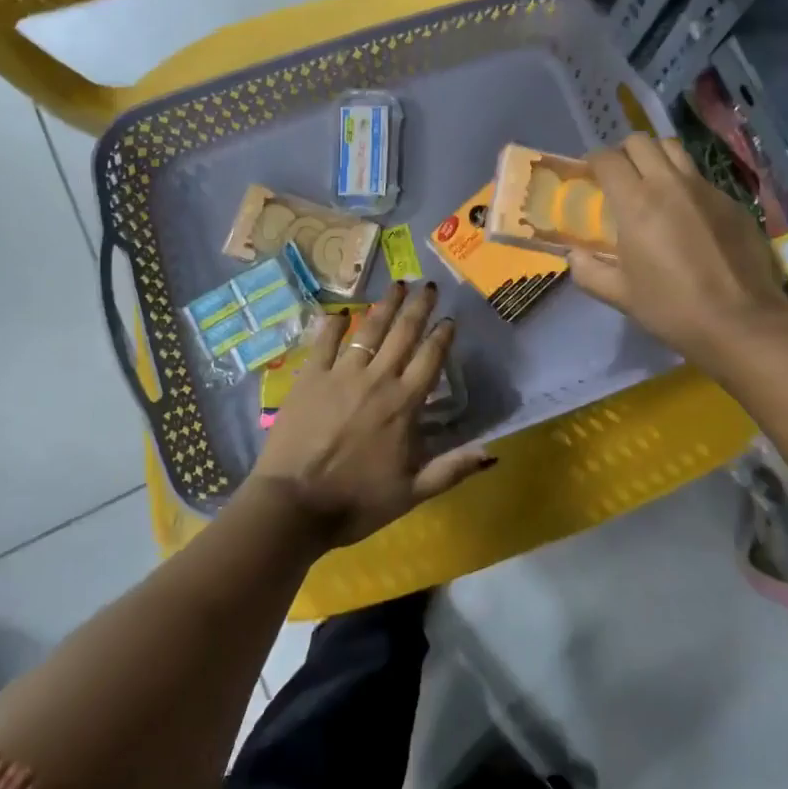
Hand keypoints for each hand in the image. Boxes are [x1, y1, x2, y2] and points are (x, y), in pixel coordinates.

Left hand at [248, 282, 495, 548]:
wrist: (293, 504)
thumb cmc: (356, 501)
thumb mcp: (412, 492)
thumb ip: (452, 469)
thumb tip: (493, 452)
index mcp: (404, 404)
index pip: (430, 359)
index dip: (442, 336)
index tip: (450, 319)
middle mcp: (377, 379)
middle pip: (403, 334)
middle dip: (418, 307)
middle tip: (429, 285)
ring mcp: (341, 374)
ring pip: (369, 329)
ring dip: (385, 305)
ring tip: (397, 284)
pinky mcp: (310, 377)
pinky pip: (325, 342)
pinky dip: (335, 324)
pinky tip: (342, 312)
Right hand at [568, 133, 787, 378]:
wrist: (741, 322)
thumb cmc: (672, 308)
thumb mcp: (620, 295)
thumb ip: (588, 271)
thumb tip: (575, 256)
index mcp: (636, 202)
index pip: (607, 159)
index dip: (593, 162)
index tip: (590, 176)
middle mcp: (670, 184)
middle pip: (641, 141)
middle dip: (624, 152)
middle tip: (620, 178)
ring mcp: (706, 189)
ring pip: (674, 149)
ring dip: (656, 158)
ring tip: (652, 184)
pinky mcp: (732, 201)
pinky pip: (701, 177)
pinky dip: (685, 183)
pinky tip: (687, 214)